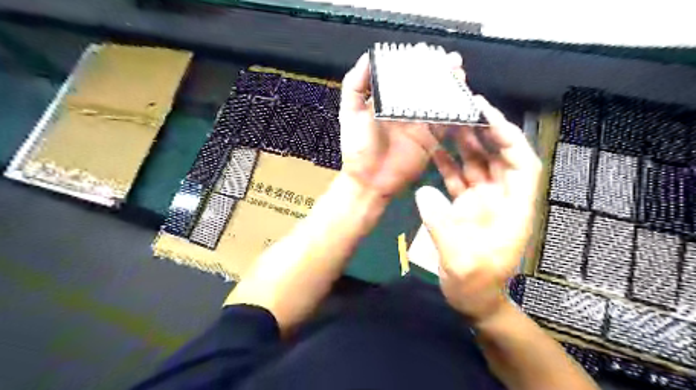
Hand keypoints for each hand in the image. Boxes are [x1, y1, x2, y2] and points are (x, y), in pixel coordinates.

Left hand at [341, 47, 464, 199]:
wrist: (369, 180)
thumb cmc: (357, 147)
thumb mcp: (350, 113)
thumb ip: (355, 85)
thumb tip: (367, 57)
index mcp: (387, 102)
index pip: (404, 78)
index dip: (416, 65)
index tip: (427, 52)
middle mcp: (405, 111)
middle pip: (425, 87)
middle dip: (439, 73)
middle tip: (451, 61)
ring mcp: (419, 125)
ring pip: (438, 102)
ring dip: (450, 87)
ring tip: (459, 73)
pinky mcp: (430, 140)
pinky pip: (445, 123)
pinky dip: (455, 111)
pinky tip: (463, 98)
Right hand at [415, 97, 539, 322]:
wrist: (473, 299)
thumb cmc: (475, 283)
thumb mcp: (459, 259)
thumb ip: (441, 224)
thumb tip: (423, 191)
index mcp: (513, 209)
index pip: (522, 164)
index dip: (509, 138)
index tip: (488, 116)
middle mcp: (501, 199)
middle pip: (498, 158)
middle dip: (483, 133)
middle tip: (462, 110)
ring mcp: (483, 202)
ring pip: (477, 165)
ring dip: (464, 145)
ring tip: (447, 122)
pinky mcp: (466, 207)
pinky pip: (459, 179)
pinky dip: (449, 164)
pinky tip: (436, 150)